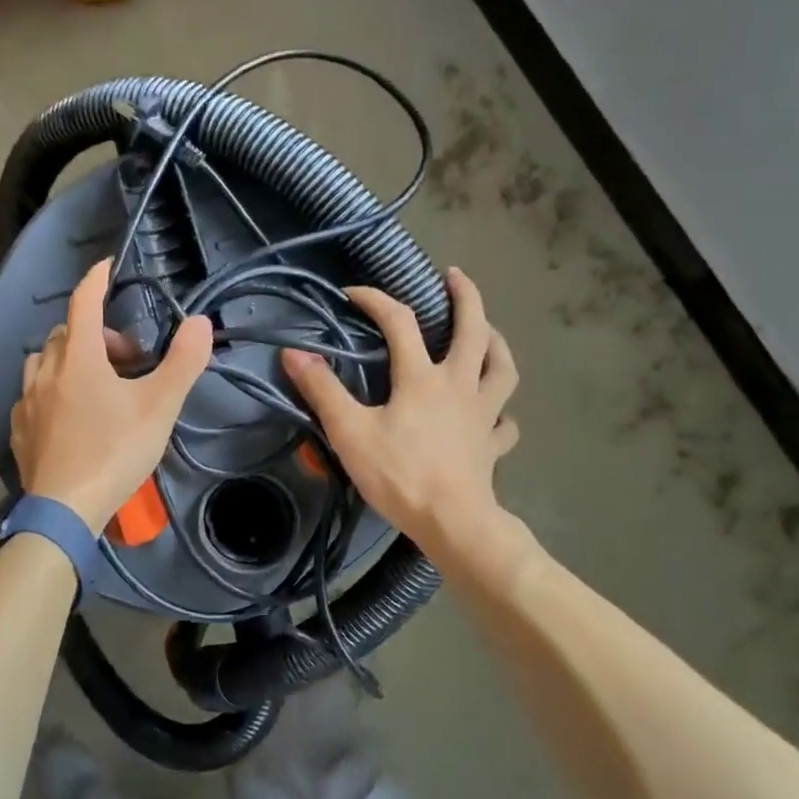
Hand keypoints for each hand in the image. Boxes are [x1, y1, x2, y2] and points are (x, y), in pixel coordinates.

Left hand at [11, 259, 213, 533]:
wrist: (65, 511)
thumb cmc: (115, 452)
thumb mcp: (159, 407)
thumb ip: (183, 362)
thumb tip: (200, 322)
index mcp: (78, 358)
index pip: (84, 302)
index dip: (96, 279)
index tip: (107, 266)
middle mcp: (45, 371)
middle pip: (67, 333)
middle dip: (96, 334)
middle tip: (126, 360)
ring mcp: (26, 401)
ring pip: (44, 361)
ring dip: (69, 359)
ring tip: (95, 383)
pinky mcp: (19, 430)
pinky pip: (32, 394)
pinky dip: (51, 389)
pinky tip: (67, 413)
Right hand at [281, 268, 517, 557]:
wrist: (452, 522)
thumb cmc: (399, 474)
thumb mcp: (350, 431)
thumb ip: (322, 390)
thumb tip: (293, 353)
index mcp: (422, 377)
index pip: (399, 322)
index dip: (375, 300)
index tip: (351, 293)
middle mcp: (459, 384)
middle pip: (473, 330)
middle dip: (466, 297)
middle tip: (455, 276)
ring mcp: (483, 414)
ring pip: (502, 368)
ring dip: (496, 343)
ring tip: (488, 331)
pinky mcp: (493, 444)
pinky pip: (505, 422)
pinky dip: (501, 411)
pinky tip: (495, 413)